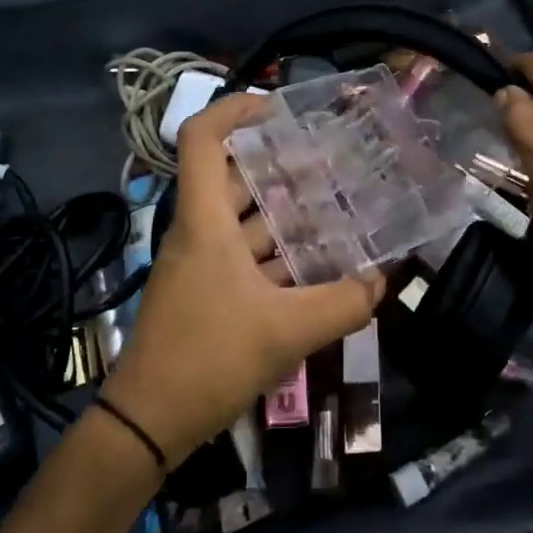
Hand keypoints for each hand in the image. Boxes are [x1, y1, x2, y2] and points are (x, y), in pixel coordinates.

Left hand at [101, 93, 383, 466]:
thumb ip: (344, 303)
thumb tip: (383, 280)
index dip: (235, 111)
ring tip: (340, 206)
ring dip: (288, 211)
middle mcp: (199, 232)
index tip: (280, 109)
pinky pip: (247, 255)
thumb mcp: (288, 331)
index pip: (201, 139)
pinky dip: (281, 252)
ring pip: (245, 219)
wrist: (149, 422)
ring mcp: (201, 263)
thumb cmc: (209, 359)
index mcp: (204, 222)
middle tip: (335, 162)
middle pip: (235, 176)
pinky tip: (321, 263)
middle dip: (283, 164)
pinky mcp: (208, 292)